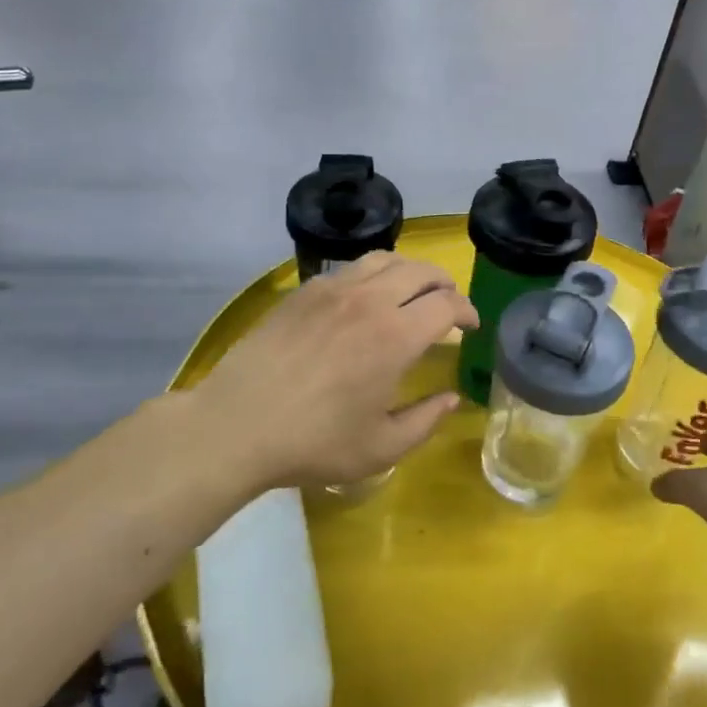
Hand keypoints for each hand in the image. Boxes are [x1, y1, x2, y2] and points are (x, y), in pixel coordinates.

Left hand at [187, 252, 477, 491]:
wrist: (237, 424)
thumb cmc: (314, 442)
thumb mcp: (381, 447)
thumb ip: (426, 420)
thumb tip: (452, 398)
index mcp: (396, 336)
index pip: (447, 304)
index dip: (466, 311)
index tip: (469, 327)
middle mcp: (370, 300)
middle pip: (421, 271)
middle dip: (445, 285)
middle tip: (448, 305)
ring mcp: (333, 289)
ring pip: (385, 259)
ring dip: (410, 271)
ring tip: (412, 291)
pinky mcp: (304, 291)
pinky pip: (350, 268)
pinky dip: (373, 274)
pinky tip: (366, 297)